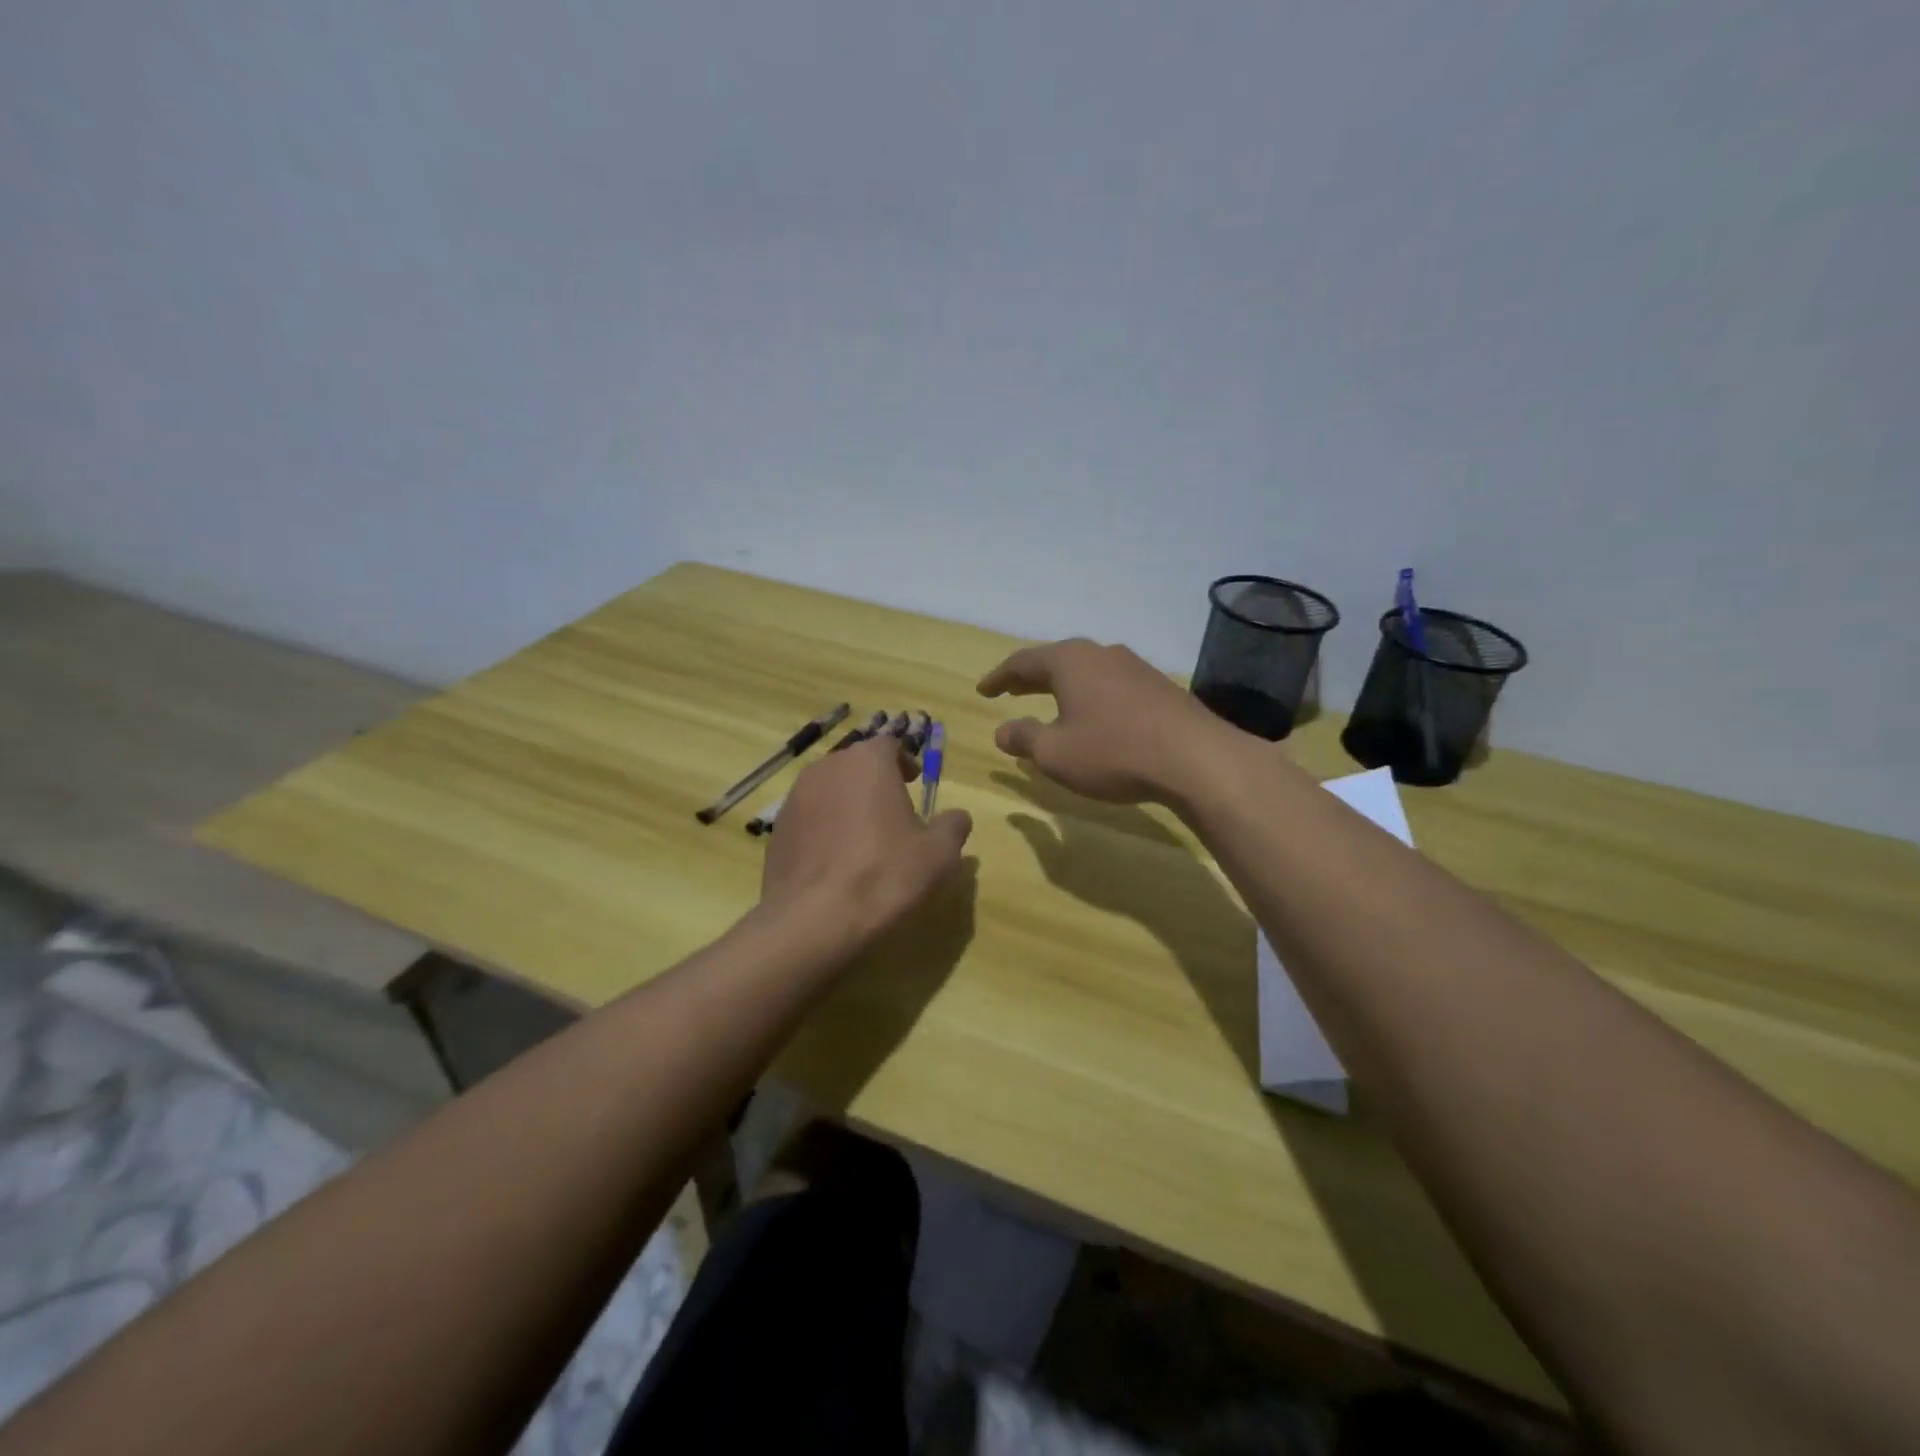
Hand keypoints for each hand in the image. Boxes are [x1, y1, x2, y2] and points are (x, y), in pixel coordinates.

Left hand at [759, 735, 972, 949]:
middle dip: (875, 782)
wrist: (813, 920)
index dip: (905, 761)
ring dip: (848, 804)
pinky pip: (809, 818)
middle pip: (856, 764)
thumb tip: (956, 817)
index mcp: (867, 761)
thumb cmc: (885, 875)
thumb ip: (952, 826)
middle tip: (894, 811)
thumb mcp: (939, 853)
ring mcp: (795, 798)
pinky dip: (824, 829)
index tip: (915, 783)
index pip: (889, 744)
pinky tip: (836, 862)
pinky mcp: (776, 830)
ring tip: (864, 839)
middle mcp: (826, 768)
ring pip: (830, 790)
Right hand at [977, 638, 1231, 804]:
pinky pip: (1111, 685)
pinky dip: (1091, 696)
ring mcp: (1135, 667)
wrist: (1195, 758)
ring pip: (1087, 671)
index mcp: (1070, 661)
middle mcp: (1102, 654)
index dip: (1000, 677)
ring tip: (1050, 702)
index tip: (983, 690)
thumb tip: (1003, 731)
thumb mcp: (1055, 753)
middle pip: (1057, 661)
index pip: (1023, 661)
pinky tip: (1094, 716)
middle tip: (1010, 690)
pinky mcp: (1159, 687)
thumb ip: (1024, 739)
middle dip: (1030, 678)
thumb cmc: (1112, 752)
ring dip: (1063, 686)